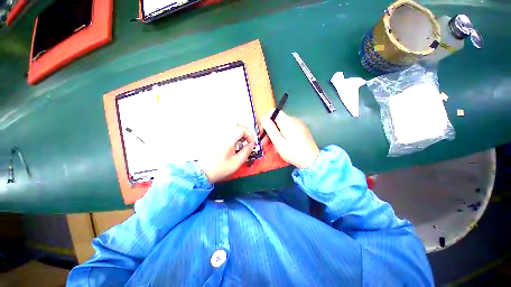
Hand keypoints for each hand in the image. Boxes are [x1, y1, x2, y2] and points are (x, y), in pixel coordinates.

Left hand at [198, 126, 254, 182]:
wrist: (202, 172)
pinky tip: (230, 146)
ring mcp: (217, 135)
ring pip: (232, 129)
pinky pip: (226, 132)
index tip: (251, 144)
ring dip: (238, 135)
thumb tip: (251, 145)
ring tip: (238, 147)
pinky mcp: (214, 138)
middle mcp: (222, 134)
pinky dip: (232, 137)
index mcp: (228, 139)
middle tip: (246, 144)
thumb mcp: (236, 162)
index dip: (250, 135)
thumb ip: (246, 152)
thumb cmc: (219, 168)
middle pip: (237, 126)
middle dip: (244, 135)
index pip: (242, 128)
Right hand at [261, 109, 319, 168]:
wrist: (312, 160)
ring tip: (273, 146)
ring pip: (281, 125)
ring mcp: (298, 124)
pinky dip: (282, 134)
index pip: (273, 112)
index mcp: (288, 122)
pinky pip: (287, 128)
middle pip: (277, 119)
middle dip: (270, 129)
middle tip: (265, 142)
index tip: (264, 132)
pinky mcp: (300, 129)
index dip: (266, 120)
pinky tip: (281, 144)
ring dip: (275, 133)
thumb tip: (263, 118)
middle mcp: (294, 120)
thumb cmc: (294, 153)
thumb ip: (270, 129)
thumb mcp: (279, 143)